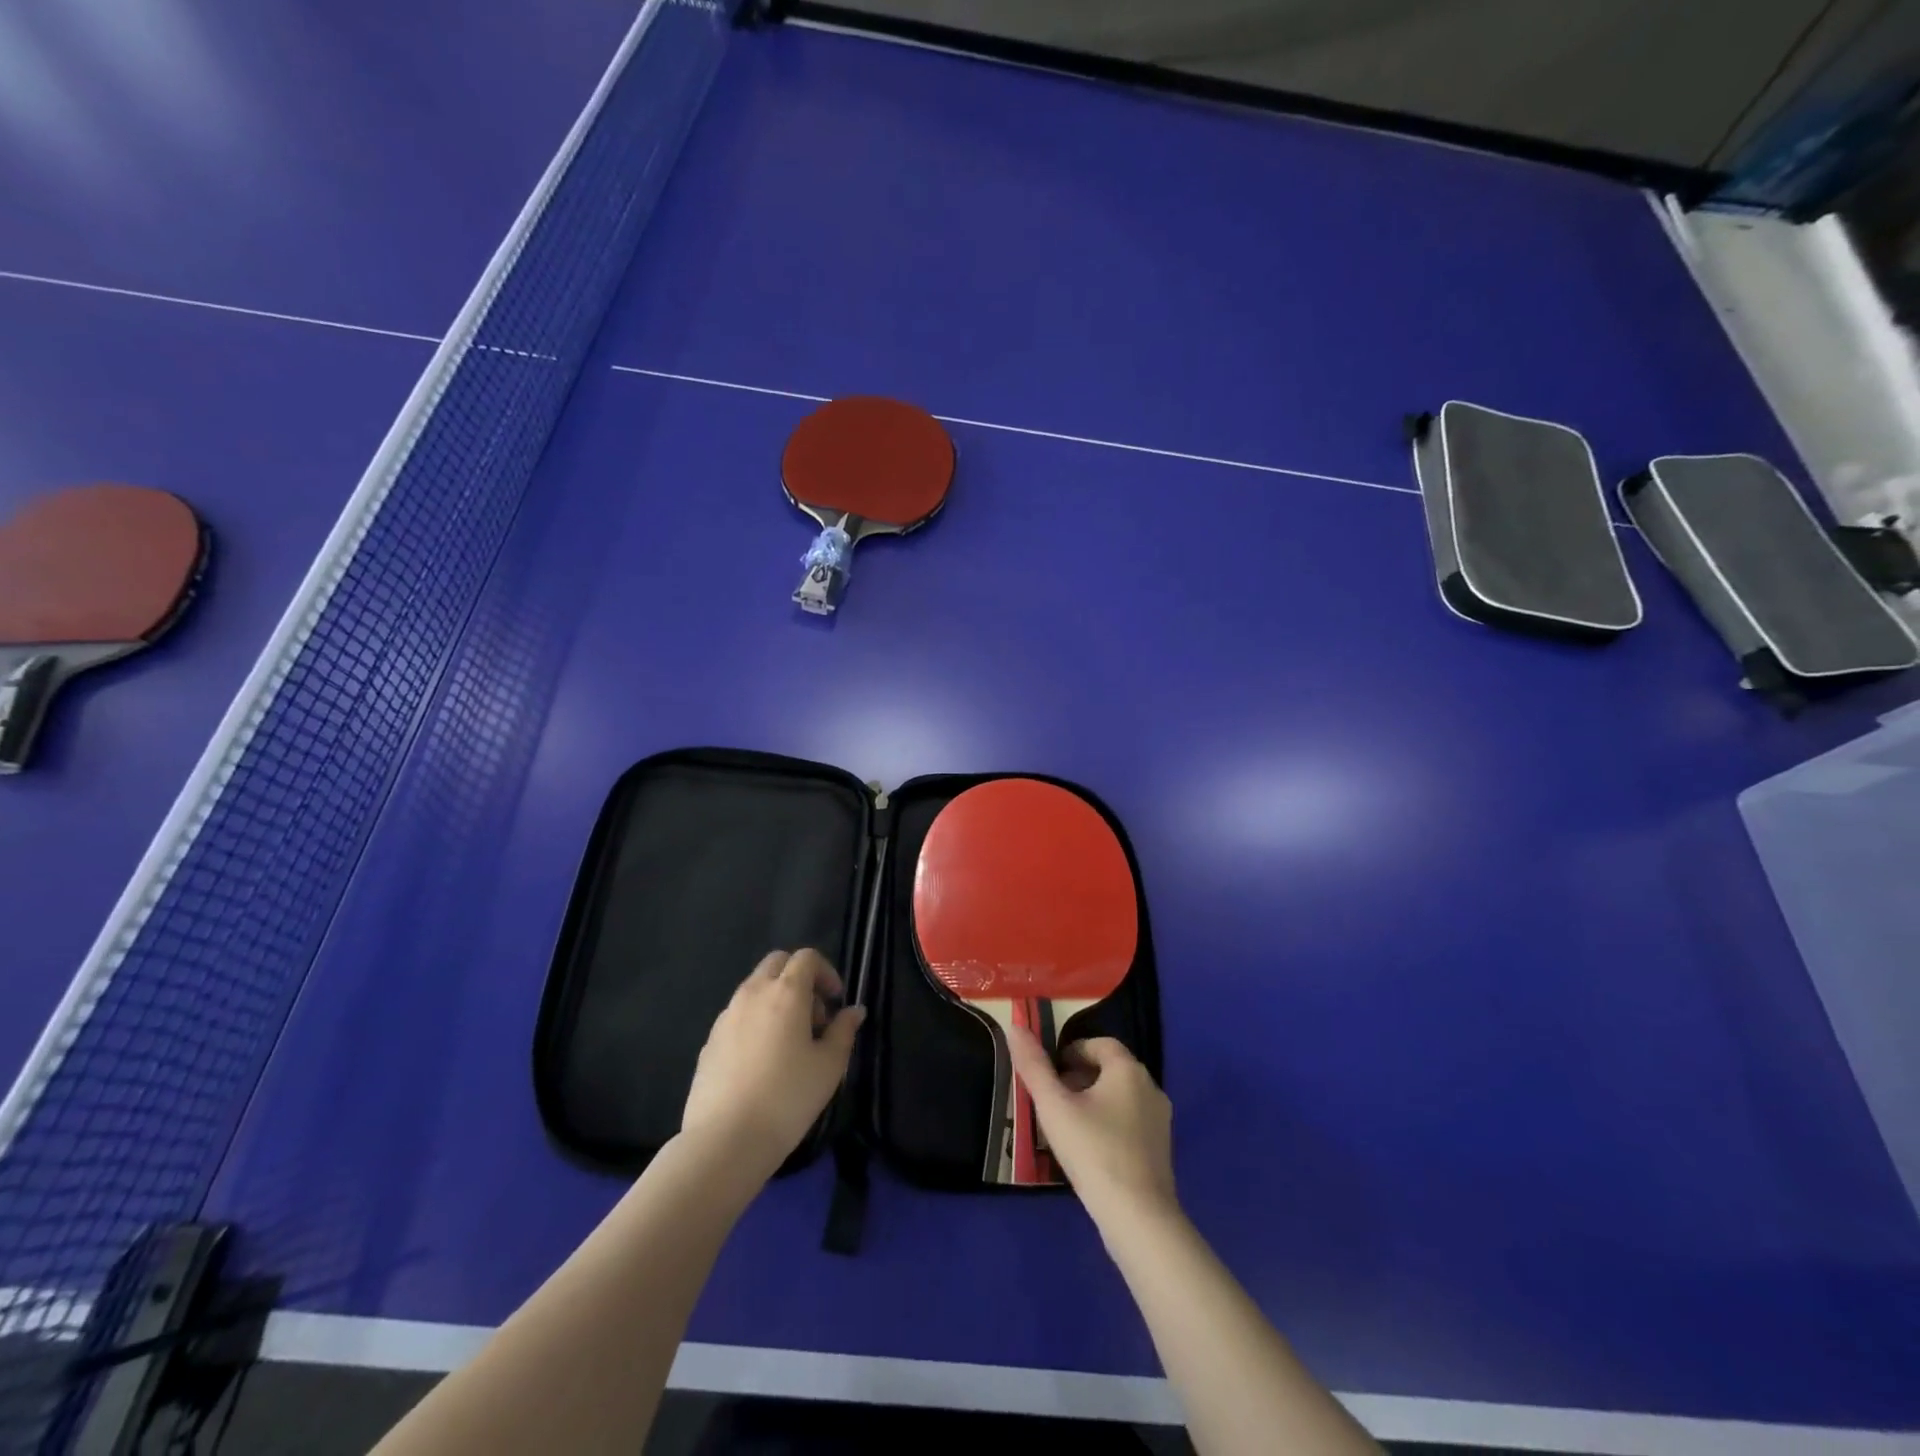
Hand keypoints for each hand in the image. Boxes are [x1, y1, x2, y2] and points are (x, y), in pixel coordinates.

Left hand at [681, 948, 864, 1177]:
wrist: (724, 1140)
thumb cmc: (787, 1097)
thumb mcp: (829, 1066)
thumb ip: (844, 1030)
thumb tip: (854, 1010)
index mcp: (785, 992)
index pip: (806, 957)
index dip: (826, 972)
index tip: (836, 1002)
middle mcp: (753, 993)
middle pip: (776, 963)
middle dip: (799, 978)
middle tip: (814, 1016)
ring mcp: (726, 1016)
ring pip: (754, 988)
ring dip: (776, 999)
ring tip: (789, 1042)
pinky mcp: (709, 1041)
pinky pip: (738, 1015)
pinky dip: (755, 1021)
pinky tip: (762, 1061)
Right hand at [1008, 1029, 1176, 1222]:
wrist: (1138, 1217)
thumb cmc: (1093, 1151)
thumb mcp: (1054, 1106)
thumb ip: (1034, 1066)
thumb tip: (1015, 1027)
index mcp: (1128, 1069)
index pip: (1099, 1044)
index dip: (1072, 1051)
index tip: (1049, 1072)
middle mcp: (1150, 1087)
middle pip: (1110, 1069)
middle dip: (1079, 1076)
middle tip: (1052, 1098)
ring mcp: (1160, 1120)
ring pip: (1120, 1096)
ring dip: (1093, 1100)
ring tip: (1066, 1124)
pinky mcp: (1160, 1149)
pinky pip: (1130, 1121)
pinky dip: (1108, 1123)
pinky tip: (1089, 1149)